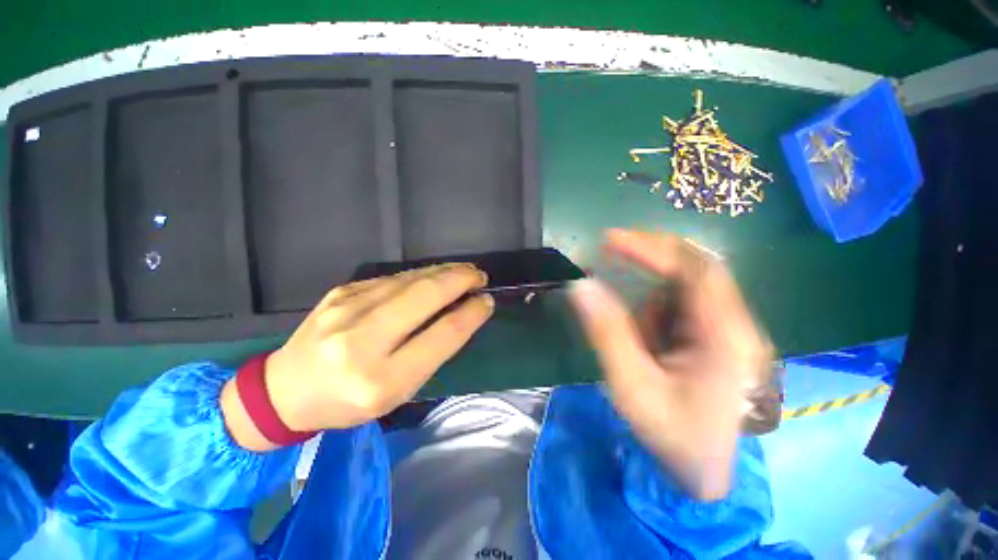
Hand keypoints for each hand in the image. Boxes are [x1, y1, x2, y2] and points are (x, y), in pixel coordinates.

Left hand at [222, 264, 492, 450]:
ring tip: (465, 272)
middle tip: (480, 276)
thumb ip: (431, 353)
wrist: (285, 389)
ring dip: (444, 272)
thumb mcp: (397, 392)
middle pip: (425, 296)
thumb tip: (461, 315)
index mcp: (380, 380)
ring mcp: (347, 308)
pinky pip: (393, 278)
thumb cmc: (348, 401)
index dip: (470, 315)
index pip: (441, 336)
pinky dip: (422, 275)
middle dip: (460, 280)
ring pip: (410, 280)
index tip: (487, 302)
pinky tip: (435, 275)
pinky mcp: (342, 291)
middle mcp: (361, 340)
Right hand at [568, 229, 772, 500]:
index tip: (609, 239)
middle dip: (650, 259)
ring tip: (642, 349)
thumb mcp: (632, 385)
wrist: (703, 473)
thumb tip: (581, 285)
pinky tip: (654, 350)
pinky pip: (681, 308)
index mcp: (727, 339)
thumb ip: (607, 331)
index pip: (695, 270)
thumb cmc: (672, 436)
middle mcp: (738, 326)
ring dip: (651, 306)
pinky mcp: (718, 336)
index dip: (651, 247)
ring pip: (682, 291)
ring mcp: (731, 331)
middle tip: (610, 252)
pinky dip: (657, 317)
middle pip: (695, 270)